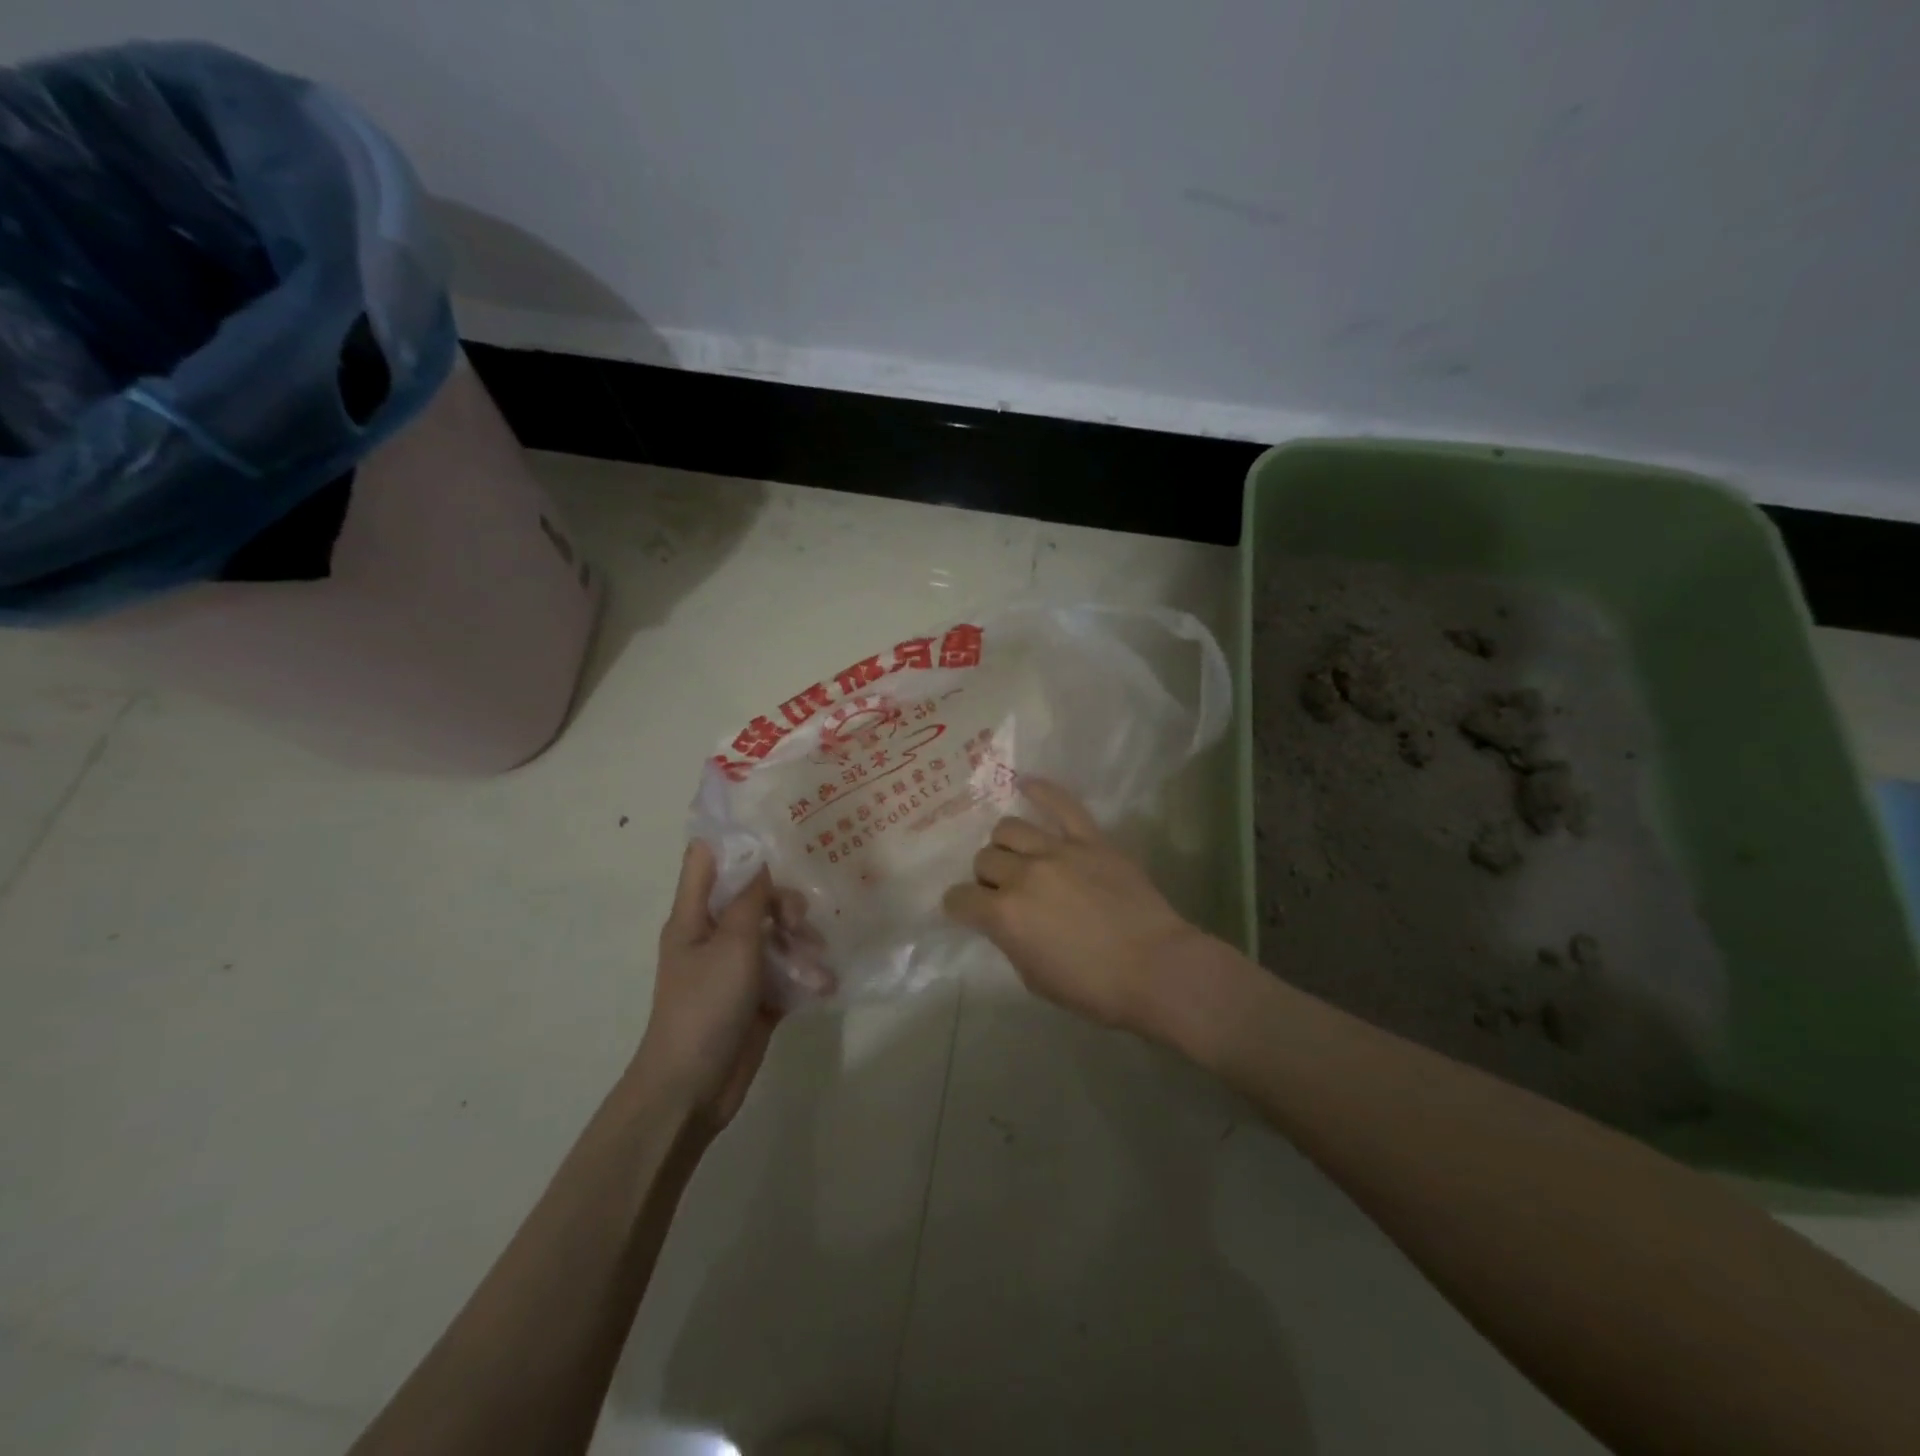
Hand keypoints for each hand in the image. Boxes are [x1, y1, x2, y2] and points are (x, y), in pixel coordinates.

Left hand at [635, 842, 805, 1131]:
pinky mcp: (757, 995)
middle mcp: (714, 934)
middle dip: (782, 900)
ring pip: (774, 933)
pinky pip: (786, 969)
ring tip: (815, 959)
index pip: (706, 859)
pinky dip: (804, 971)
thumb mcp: (731, 944)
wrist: (692, 1087)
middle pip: (752, 896)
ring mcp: (737, 967)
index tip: (774, 824)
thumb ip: (751, 899)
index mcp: (694, 915)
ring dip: (799, 940)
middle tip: (799, 918)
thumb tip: (763, 859)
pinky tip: (824, 981)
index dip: (733, 836)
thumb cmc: (704, 1006)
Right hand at [942, 779, 1208, 1034]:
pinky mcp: (1090, 839)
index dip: (960, 906)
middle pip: (984, 859)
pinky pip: (1062, 804)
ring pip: (1009, 828)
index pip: (959, 899)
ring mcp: (1057, 851)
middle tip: (1004, 890)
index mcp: (1004, 915)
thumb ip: (1011, 940)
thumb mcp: (1034, 978)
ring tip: (1019, 855)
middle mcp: (1023, 875)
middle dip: (987, 877)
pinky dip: (1041, 791)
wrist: (1156, 969)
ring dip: (1006, 845)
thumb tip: (1005, 920)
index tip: (968, 910)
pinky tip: (1026, 784)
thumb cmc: (1094, 988)